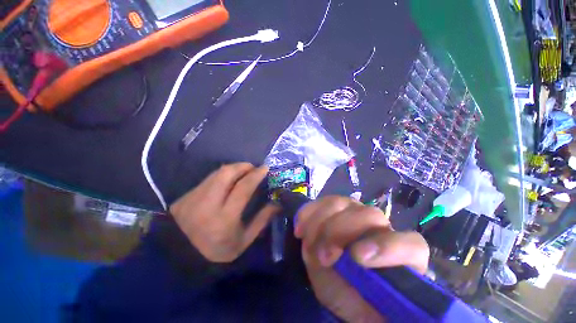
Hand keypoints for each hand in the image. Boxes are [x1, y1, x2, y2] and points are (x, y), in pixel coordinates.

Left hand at [170, 163, 278, 262]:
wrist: (183, 257)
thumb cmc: (219, 250)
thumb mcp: (245, 240)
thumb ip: (262, 219)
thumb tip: (277, 203)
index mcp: (224, 218)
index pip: (242, 188)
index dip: (255, 175)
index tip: (265, 168)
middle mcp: (207, 205)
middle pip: (226, 174)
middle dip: (243, 166)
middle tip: (252, 168)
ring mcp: (193, 198)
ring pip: (216, 173)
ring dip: (233, 168)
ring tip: (242, 171)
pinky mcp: (185, 196)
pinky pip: (208, 178)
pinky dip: (222, 175)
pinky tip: (227, 180)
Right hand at [295, 196, 429, 321]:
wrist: (337, 280)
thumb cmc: (356, 299)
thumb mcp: (364, 311)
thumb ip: (373, 304)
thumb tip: (368, 298)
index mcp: (401, 257)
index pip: (410, 245)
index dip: (386, 247)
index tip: (357, 258)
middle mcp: (380, 228)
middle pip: (369, 215)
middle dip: (341, 231)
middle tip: (324, 256)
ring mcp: (356, 213)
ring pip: (342, 203)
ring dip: (320, 222)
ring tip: (307, 241)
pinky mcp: (336, 208)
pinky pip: (323, 202)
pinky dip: (308, 212)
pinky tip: (300, 227)